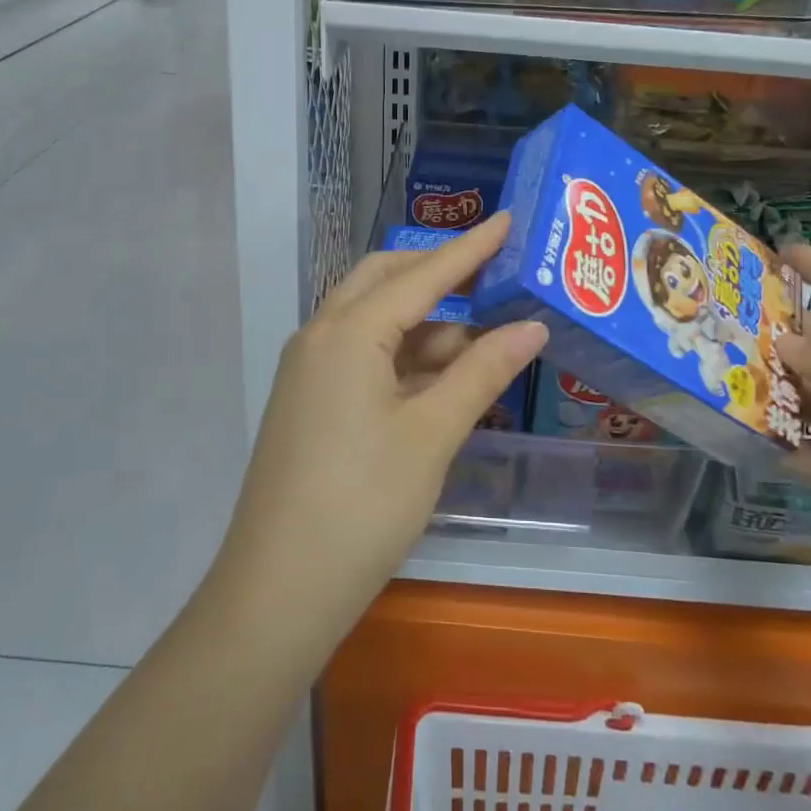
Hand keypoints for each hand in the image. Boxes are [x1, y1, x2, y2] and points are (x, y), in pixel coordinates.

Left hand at [208, 214, 547, 642]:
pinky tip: (444, 377)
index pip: (423, 274)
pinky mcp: (311, 402)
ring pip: (376, 322)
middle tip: (493, 275)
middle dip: (440, 274)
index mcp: (349, 331)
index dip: (471, 248)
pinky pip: (364, 357)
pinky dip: (406, 358)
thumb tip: (532, 327)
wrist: (278, 591)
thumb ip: (483, 372)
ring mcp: (311, 370)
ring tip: (485, 338)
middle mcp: (322, 336)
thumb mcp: (433, 433)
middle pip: (386, 281)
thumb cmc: (363, 504)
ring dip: (428, 324)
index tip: (509, 219)